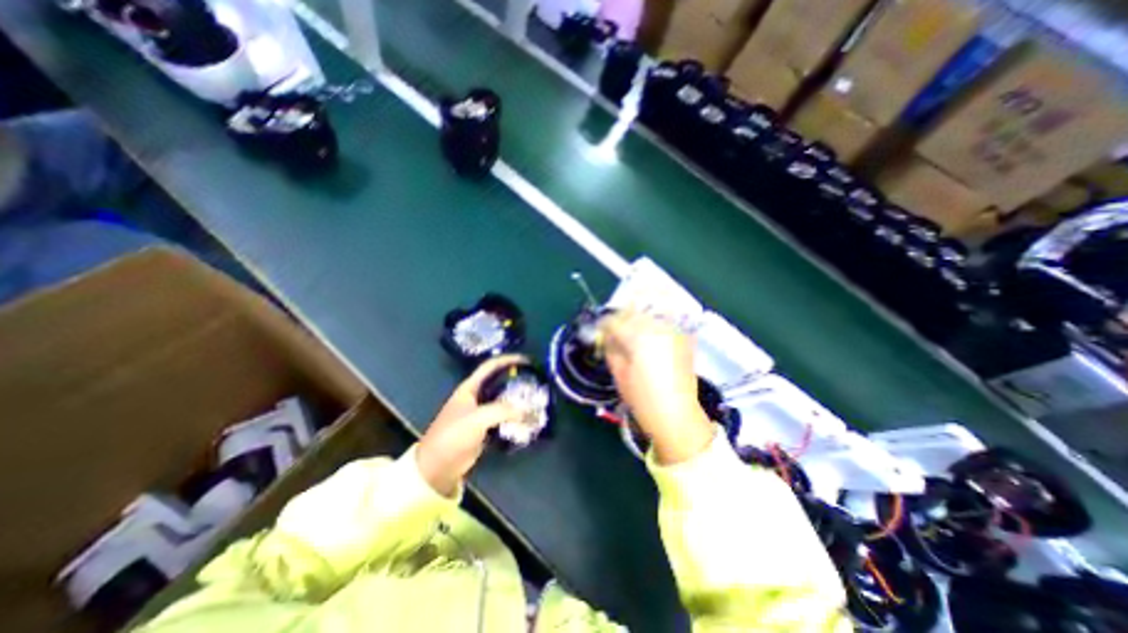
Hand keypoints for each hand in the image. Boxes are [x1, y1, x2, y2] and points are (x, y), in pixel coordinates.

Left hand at [418, 356, 523, 494]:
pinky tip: (527, 418)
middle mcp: (475, 396)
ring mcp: (480, 412)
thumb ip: (502, 411)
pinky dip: (515, 416)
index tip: (527, 360)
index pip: (491, 366)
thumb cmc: (453, 436)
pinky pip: (503, 417)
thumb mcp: (477, 419)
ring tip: (536, 399)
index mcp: (470, 387)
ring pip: (503, 400)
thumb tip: (528, 410)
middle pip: (499, 382)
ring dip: (518, 400)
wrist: (437, 467)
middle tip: (536, 381)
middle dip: (517, 380)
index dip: (508, 360)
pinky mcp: (484, 428)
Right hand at [600, 311, 712, 465]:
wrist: (677, 415)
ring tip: (631, 338)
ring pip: (648, 317)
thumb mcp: (619, 373)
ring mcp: (673, 331)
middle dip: (620, 321)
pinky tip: (648, 341)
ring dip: (636, 323)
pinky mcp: (683, 339)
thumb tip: (607, 336)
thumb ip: (610, 349)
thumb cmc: (642, 398)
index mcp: (638, 336)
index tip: (598, 331)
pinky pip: (663, 325)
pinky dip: (652, 328)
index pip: (614, 321)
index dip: (603, 325)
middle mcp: (657, 327)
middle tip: (613, 334)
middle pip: (632, 314)